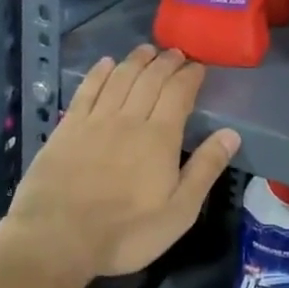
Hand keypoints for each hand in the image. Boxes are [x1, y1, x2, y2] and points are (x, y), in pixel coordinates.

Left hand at [0, 45, 239, 286]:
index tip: (198, 66)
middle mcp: (129, 119)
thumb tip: (231, 133)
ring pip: (120, 78)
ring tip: (147, 49)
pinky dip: (99, 72)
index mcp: (159, 137)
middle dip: (166, 62)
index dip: (190, 76)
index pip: (178, 93)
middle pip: (150, 79)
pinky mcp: (68, 127)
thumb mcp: (178, 212)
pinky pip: (87, 89)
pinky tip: (106, 63)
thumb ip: (205, 169)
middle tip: (176, 53)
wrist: (57, 237)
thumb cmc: (125, 232)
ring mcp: (95, 120)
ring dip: (136, 60)